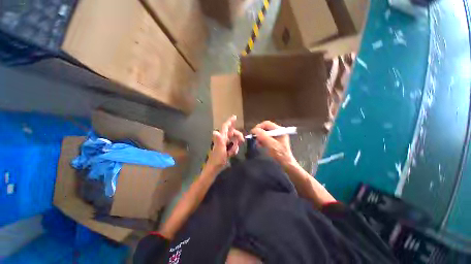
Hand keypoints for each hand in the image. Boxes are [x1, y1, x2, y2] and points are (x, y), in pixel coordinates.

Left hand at [206, 116, 244, 170]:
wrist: (214, 168)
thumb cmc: (217, 159)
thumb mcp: (220, 150)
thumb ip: (219, 140)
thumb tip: (215, 132)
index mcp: (221, 138)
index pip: (226, 127)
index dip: (230, 121)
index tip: (235, 117)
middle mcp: (223, 139)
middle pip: (232, 133)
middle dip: (237, 135)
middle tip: (242, 140)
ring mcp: (224, 144)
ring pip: (233, 139)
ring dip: (235, 144)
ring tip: (233, 152)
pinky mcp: (225, 148)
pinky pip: (233, 145)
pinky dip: (234, 149)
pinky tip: (232, 154)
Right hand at [251, 121, 297, 167]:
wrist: (286, 164)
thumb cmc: (279, 154)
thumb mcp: (271, 144)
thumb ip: (263, 136)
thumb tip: (254, 130)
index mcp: (279, 130)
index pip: (266, 124)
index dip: (258, 127)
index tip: (253, 133)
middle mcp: (278, 131)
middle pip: (265, 128)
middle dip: (259, 133)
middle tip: (255, 139)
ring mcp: (276, 137)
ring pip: (264, 133)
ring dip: (259, 138)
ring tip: (258, 143)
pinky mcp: (274, 142)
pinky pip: (265, 138)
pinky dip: (261, 141)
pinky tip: (260, 145)